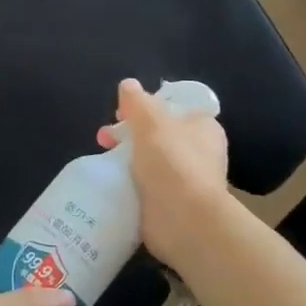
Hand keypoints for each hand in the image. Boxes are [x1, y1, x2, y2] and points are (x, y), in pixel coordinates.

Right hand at [97, 77, 231, 265]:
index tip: (123, 112)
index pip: (174, 108)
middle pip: (158, 134)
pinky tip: (111, 182)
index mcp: (203, 127)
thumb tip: (128, 85)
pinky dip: (130, 182)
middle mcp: (199, 152)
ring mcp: (186, 180)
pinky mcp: (172, 203)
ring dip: (126, 158)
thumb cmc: (173, 162)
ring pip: (150, 160)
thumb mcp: (151, 121)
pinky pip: (146, 185)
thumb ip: (137, 101)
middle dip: (129, 133)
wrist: (184, 221)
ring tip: (103, 160)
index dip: (147, 106)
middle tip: (105, 137)